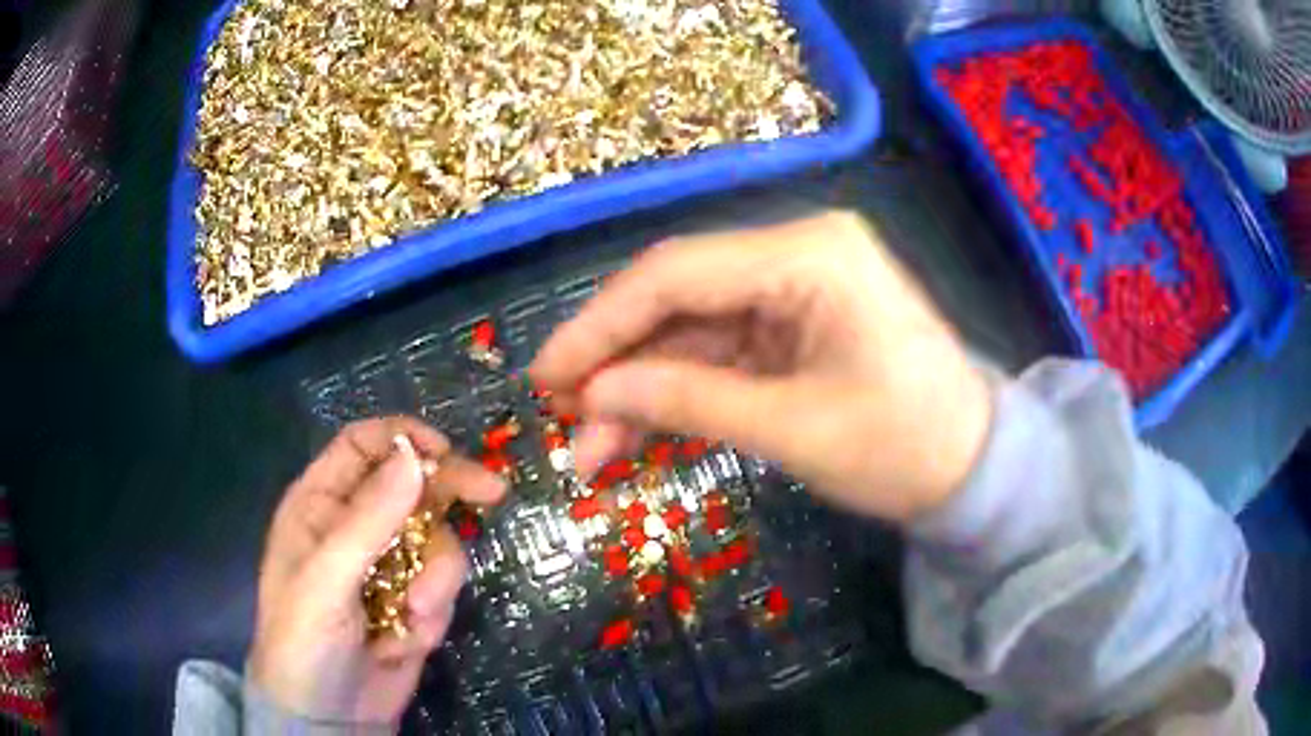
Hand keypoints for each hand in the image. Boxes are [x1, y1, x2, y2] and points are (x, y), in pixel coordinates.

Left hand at [248, 417, 506, 724]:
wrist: (328, 717)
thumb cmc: (303, 639)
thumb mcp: (326, 579)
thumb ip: (368, 520)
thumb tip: (414, 458)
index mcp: (320, 506)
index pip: (361, 447)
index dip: (401, 439)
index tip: (444, 451)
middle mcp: (355, 528)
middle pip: (412, 486)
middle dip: (449, 491)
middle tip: (493, 494)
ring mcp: (388, 567)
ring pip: (436, 542)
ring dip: (437, 577)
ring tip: (416, 613)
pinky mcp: (413, 603)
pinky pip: (443, 587)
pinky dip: (435, 611)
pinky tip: (409, 638)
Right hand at [531, 211, 991, 522]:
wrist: (974, 467)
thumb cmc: (904, 447)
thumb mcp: (794, 429)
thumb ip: (687, 400)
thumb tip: (593, 394)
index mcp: (809, 254)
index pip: (677, 273)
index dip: (601, 325)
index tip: (547, 375)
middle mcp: (796, 252)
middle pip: (677, 296)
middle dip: (615, 358)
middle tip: (559, 412)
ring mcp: (795, 288)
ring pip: (691, 330)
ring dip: (639, 386)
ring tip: (592, 447)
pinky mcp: (794, 325)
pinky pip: (719, 351)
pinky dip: (677, 392)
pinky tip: (637, 430)